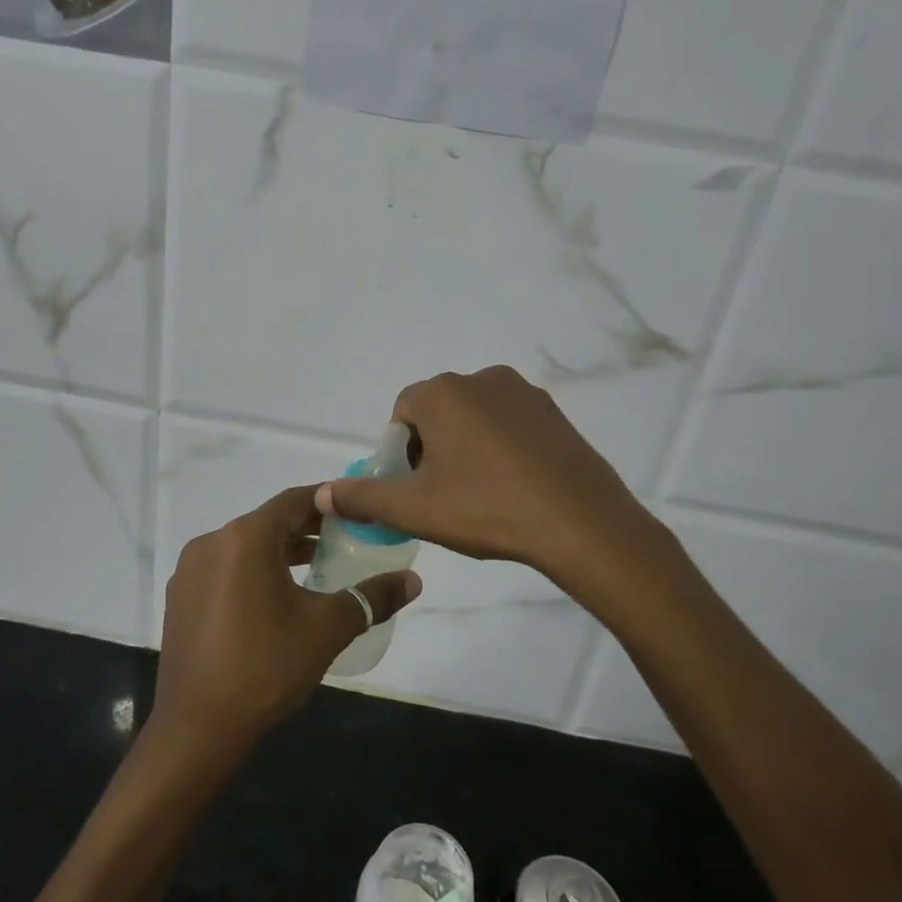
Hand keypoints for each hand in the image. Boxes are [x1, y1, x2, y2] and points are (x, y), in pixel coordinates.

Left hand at [153, 485, 421, 755]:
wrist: (197, 727)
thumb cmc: (266, 666)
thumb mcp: (327, 629)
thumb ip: (371, 598)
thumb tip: (413, 580)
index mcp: (246, 538)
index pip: (294, 500)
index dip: (327, 500)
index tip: (355, 508)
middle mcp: (211, 543)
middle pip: (268, 521)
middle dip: (306, 527)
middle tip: (344, 538)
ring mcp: (190, 571)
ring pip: (244, 546)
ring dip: (280, 550)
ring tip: (317, 566)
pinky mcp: (180, 598)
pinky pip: (224, 569)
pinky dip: (252, 570)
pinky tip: (275, 597)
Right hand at [316, 366, 658, 588]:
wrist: (579, 522)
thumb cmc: (486, 508)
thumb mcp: (414, 509)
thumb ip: (363, 497)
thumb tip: (321, 494)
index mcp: (443, 392)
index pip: (402, 414)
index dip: (400, 453)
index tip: (413, 489)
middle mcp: (481, 378)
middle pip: (438, 412)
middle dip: (431, 449)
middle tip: (443, 496)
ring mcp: (523, 393)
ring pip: (475, 418)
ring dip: (466, 448)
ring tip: (480, 495)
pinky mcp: (553, 413)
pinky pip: (510, 425)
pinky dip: (501, 448)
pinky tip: (513, 487)